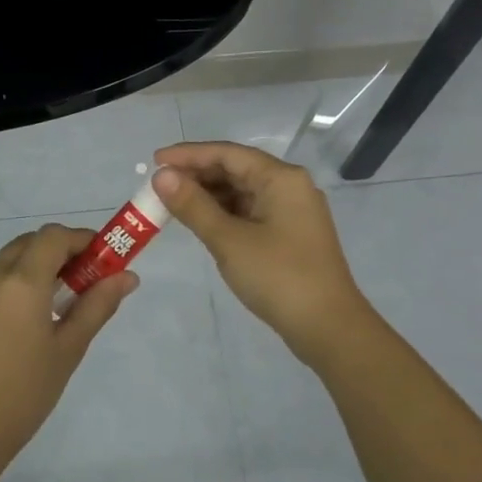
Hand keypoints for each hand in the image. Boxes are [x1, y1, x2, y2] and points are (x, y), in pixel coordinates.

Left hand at [0, 223, 137, 458]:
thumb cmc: (25, 393)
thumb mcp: (68, 349)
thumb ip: (97, 305)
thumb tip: (127, 276)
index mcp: (20, 283)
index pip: (54, 237)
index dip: (83, 239)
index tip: (104, 259)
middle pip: (32, 242)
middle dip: (62, 251)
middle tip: (87, 280)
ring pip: (11, 257)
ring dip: (39, 264)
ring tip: (62, 300)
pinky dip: (18, 279)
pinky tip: (33, 313)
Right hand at [152, 141, 373, 360]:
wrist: (328, 327)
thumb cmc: (278, 277)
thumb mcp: (229, 240)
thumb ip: (193, 205)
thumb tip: (162, 175)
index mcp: (281, 178)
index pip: (227, 153)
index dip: (188, 155)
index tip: (154, 161)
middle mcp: (289, 186)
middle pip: (236, 169)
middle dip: (196, 175)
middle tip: (159, 187)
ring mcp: (291, 212)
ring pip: (242, 192)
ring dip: (208, 195)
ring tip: (172, 204)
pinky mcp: (289, 235)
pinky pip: (250, 212)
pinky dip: (223, 213)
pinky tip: (201, 222)